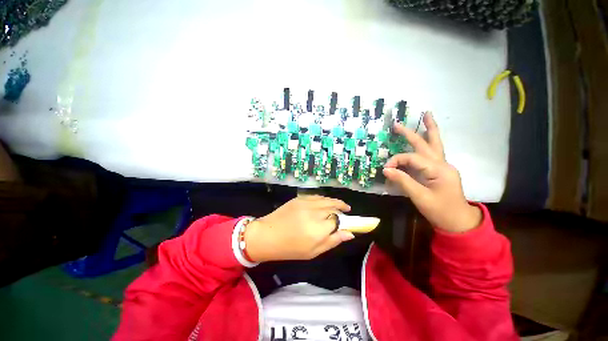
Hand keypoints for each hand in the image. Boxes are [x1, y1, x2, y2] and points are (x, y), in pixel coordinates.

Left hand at [244, 196, 354, 261]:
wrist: (268, 235)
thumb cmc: (290, 248)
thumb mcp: (313, 251)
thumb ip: (332, 241)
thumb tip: (350, 234)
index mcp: (319, 229)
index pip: (338, 221)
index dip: (345, 222)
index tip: (348, 223)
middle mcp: (314, 213)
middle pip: (333, 207)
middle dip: (342, 208)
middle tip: (347, 211)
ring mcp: (306, 203)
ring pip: (326, 199)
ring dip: (335, 201)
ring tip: (341, 204)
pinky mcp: (299, 198)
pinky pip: (316, 196)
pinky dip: (324, 199)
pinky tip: (326, 202)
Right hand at [383, 112, 481, 232]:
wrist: (458, 221)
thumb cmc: (440, 210)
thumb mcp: (419, 197)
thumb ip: (403, 181)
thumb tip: (386, 169)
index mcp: (438, 169)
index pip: (412, 158)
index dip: (396, 161)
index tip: (385, 169)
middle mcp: (442, 163)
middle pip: (426, 143)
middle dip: (411, 133)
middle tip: (397, 124)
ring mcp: (443, 166)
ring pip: (435, 144)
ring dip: (429, 129)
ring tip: (427, 115)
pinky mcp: (441, 170)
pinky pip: (433, 152)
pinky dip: (429, 141)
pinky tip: (426, 136)